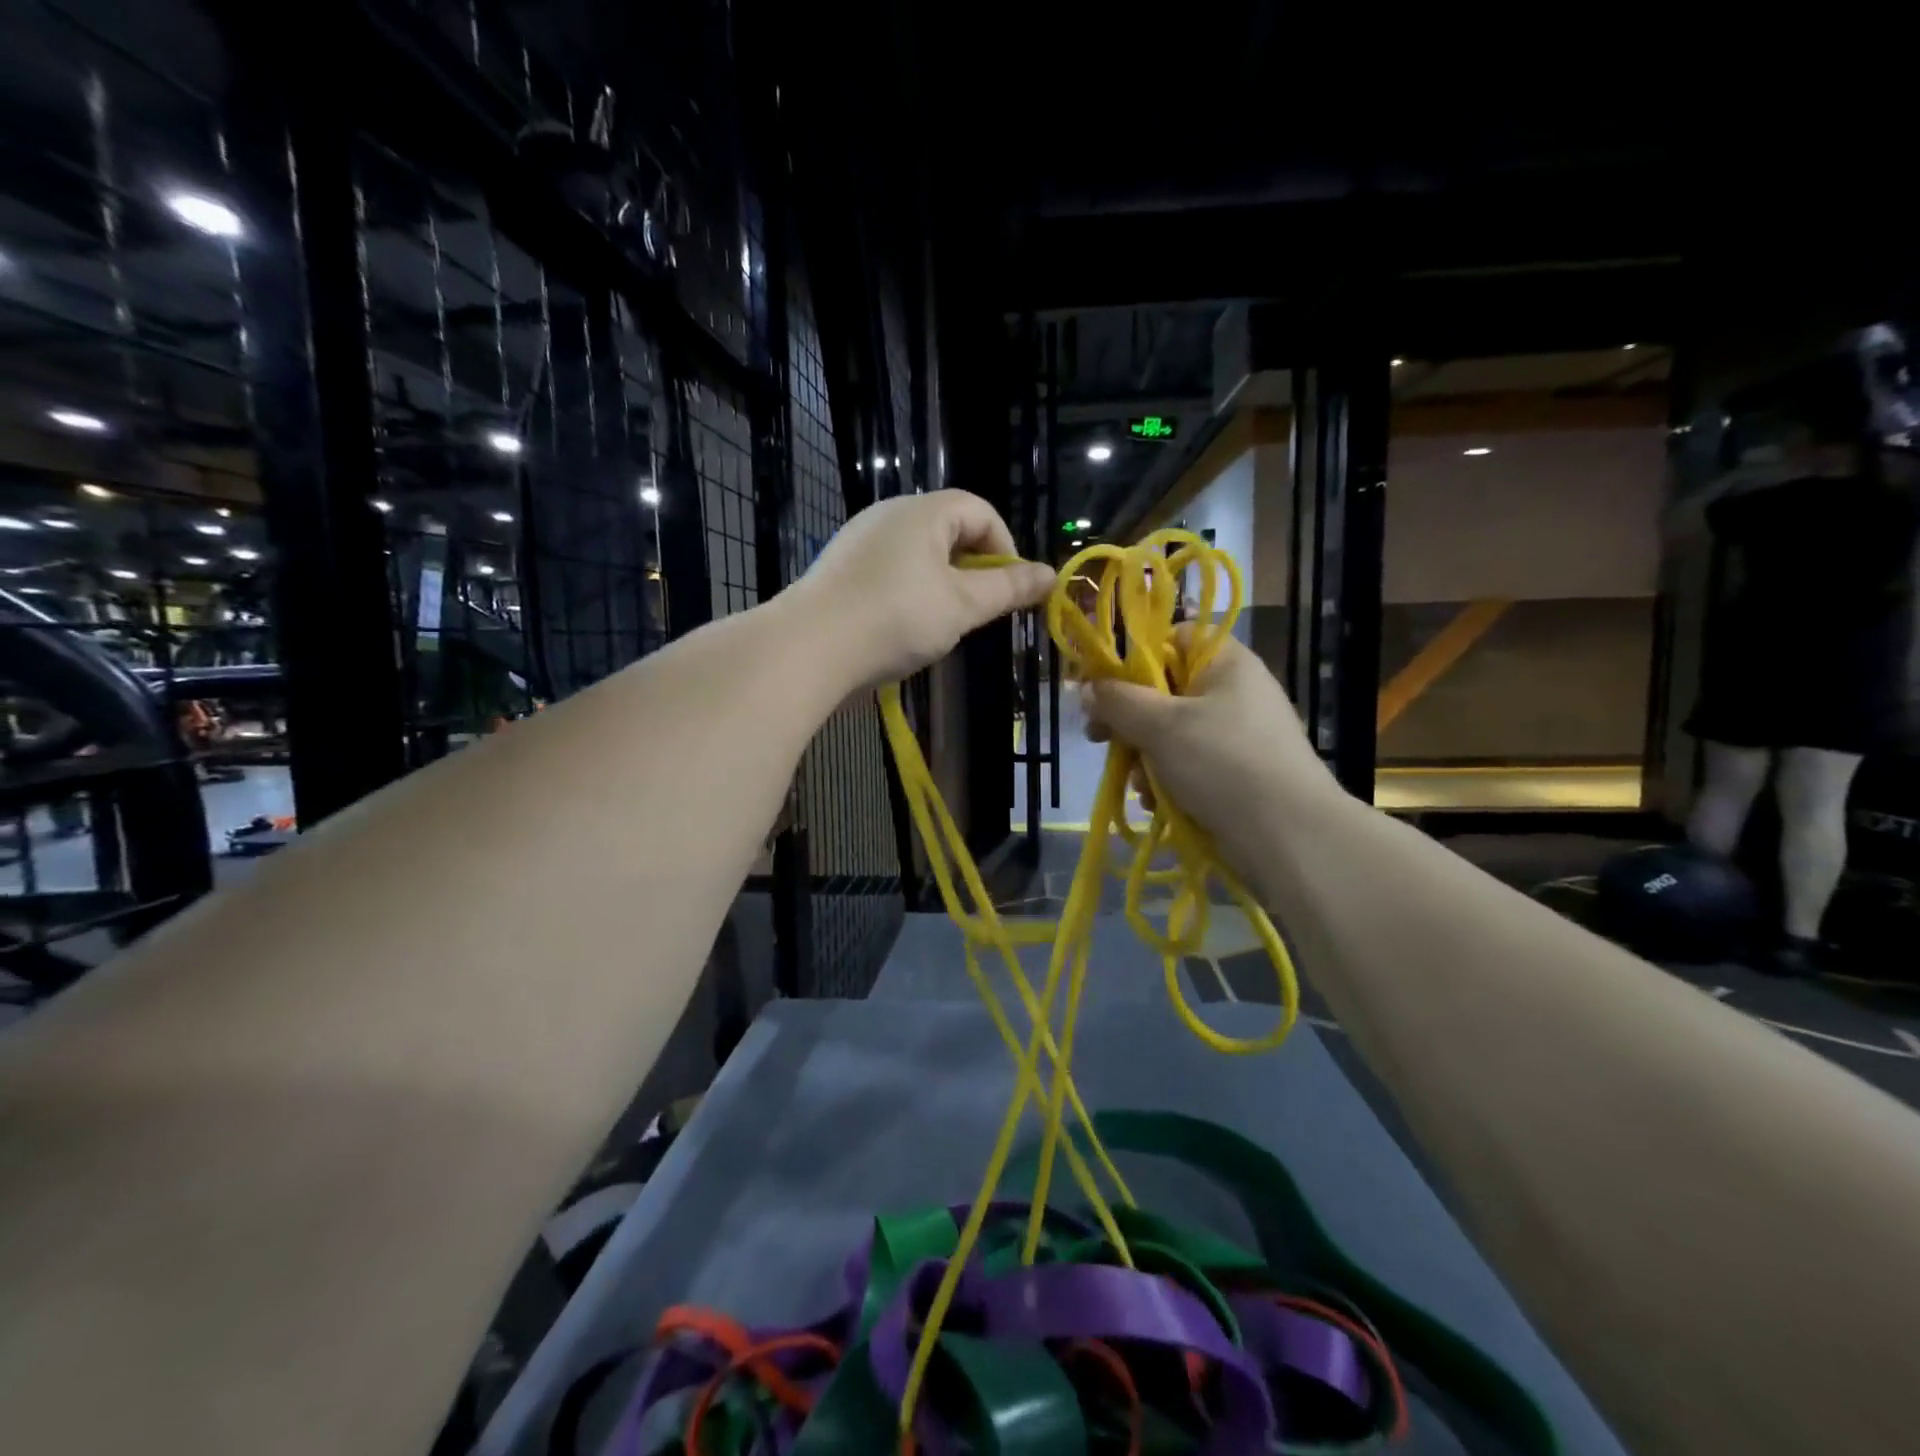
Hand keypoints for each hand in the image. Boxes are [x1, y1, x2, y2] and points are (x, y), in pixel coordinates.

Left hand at [794, 490, 1056, 687]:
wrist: (809, 648)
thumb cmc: (896, 618)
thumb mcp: (962, 605)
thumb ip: (1008, 589)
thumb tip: (1050, 575)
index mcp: (922, 511)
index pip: (980, 511)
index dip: (1005, 548)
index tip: (1009, 591)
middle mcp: (888, 514)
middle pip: (949, 529)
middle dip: (974, 568)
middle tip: (978, 610)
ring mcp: (859, 540)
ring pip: (919, 553)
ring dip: (942, 583)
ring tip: (943, 623)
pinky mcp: (840, 569)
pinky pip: (890, 570)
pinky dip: (910, 592)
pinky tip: (903, 627)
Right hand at [1082, 631, 1343, 879]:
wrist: (1287, 834)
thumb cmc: (1221, 762)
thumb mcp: (1160, 725)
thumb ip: (1117, 701)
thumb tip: (1088, 688)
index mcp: (1225, 662)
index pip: (1172, 638)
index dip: (1132, 657)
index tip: (1101, 686)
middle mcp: (1234, 691)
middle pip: (1164, 690)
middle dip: (1130, 720)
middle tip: (1100, 738)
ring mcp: (1237, 734)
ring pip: (1171, 733)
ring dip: (1144, 757)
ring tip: (1137, 783)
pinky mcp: (1236, 772)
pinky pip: (1188, 764)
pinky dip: (1167, 779)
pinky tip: (1154, 800)